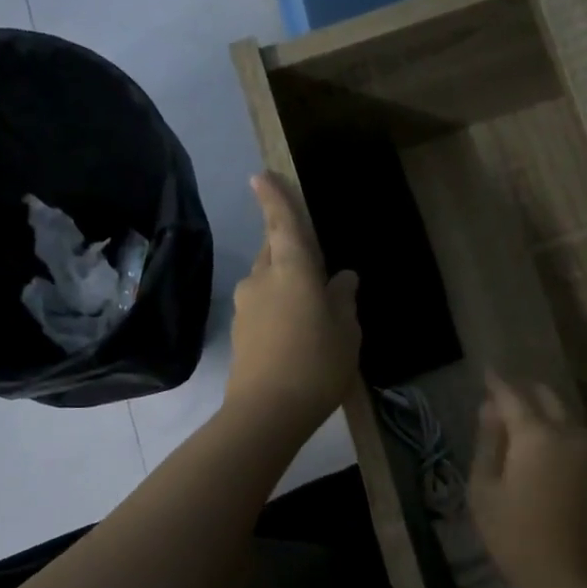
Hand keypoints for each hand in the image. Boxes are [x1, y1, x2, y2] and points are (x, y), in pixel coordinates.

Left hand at [224, 173, 360, 437]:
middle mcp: (262, 278)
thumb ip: (344, 300)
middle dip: (285, 245)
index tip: (260, 176)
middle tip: (309, 256)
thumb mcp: (346, 332)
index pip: (283, 223)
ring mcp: (246, 305)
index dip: (274, 198)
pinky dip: (277, 306)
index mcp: (292, 269)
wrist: (267, 411)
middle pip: (272, 250)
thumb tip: (343, 279)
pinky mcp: (240, 332)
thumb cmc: (317, 365)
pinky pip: (262, 305)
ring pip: (266, 280)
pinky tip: (294, 330)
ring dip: (284, 281)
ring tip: (309, 304)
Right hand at [469, 374, 586, 587]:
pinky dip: (552, 428)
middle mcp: (568, 432)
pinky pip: (571, 433)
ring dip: (540, 409)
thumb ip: (488, 443)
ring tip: (514, 419)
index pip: (512, 395)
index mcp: (537, 434)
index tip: (486, 371)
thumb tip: (489, 410)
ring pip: (562, 413)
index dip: (496, 383)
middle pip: (545, 396)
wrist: (571, 577)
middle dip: (522, 391)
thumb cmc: (515, 537)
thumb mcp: (484, 491)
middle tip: (500, 397)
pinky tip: (535, 444)